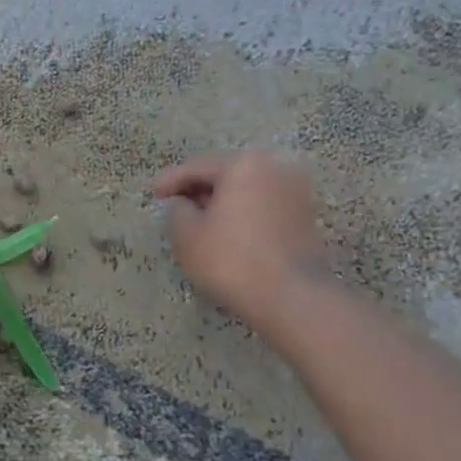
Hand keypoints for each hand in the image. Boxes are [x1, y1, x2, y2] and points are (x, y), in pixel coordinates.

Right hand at [152, 152, 330, 328]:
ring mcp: (296, 190)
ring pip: (247, 188)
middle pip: (226, 173)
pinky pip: (264, 204)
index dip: (171, 180)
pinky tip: (228, 230)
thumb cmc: (231, 260)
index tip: (154, 194)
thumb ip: (177, 210)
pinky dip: (243, 212)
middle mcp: (274, 167)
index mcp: (243, 164)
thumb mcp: (187, 235)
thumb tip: (184, 204)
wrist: (291, 296)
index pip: (197, 166)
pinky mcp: (306, 215)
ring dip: (223, 201)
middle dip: (199, 188)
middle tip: (176, 205)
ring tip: (200, 220)